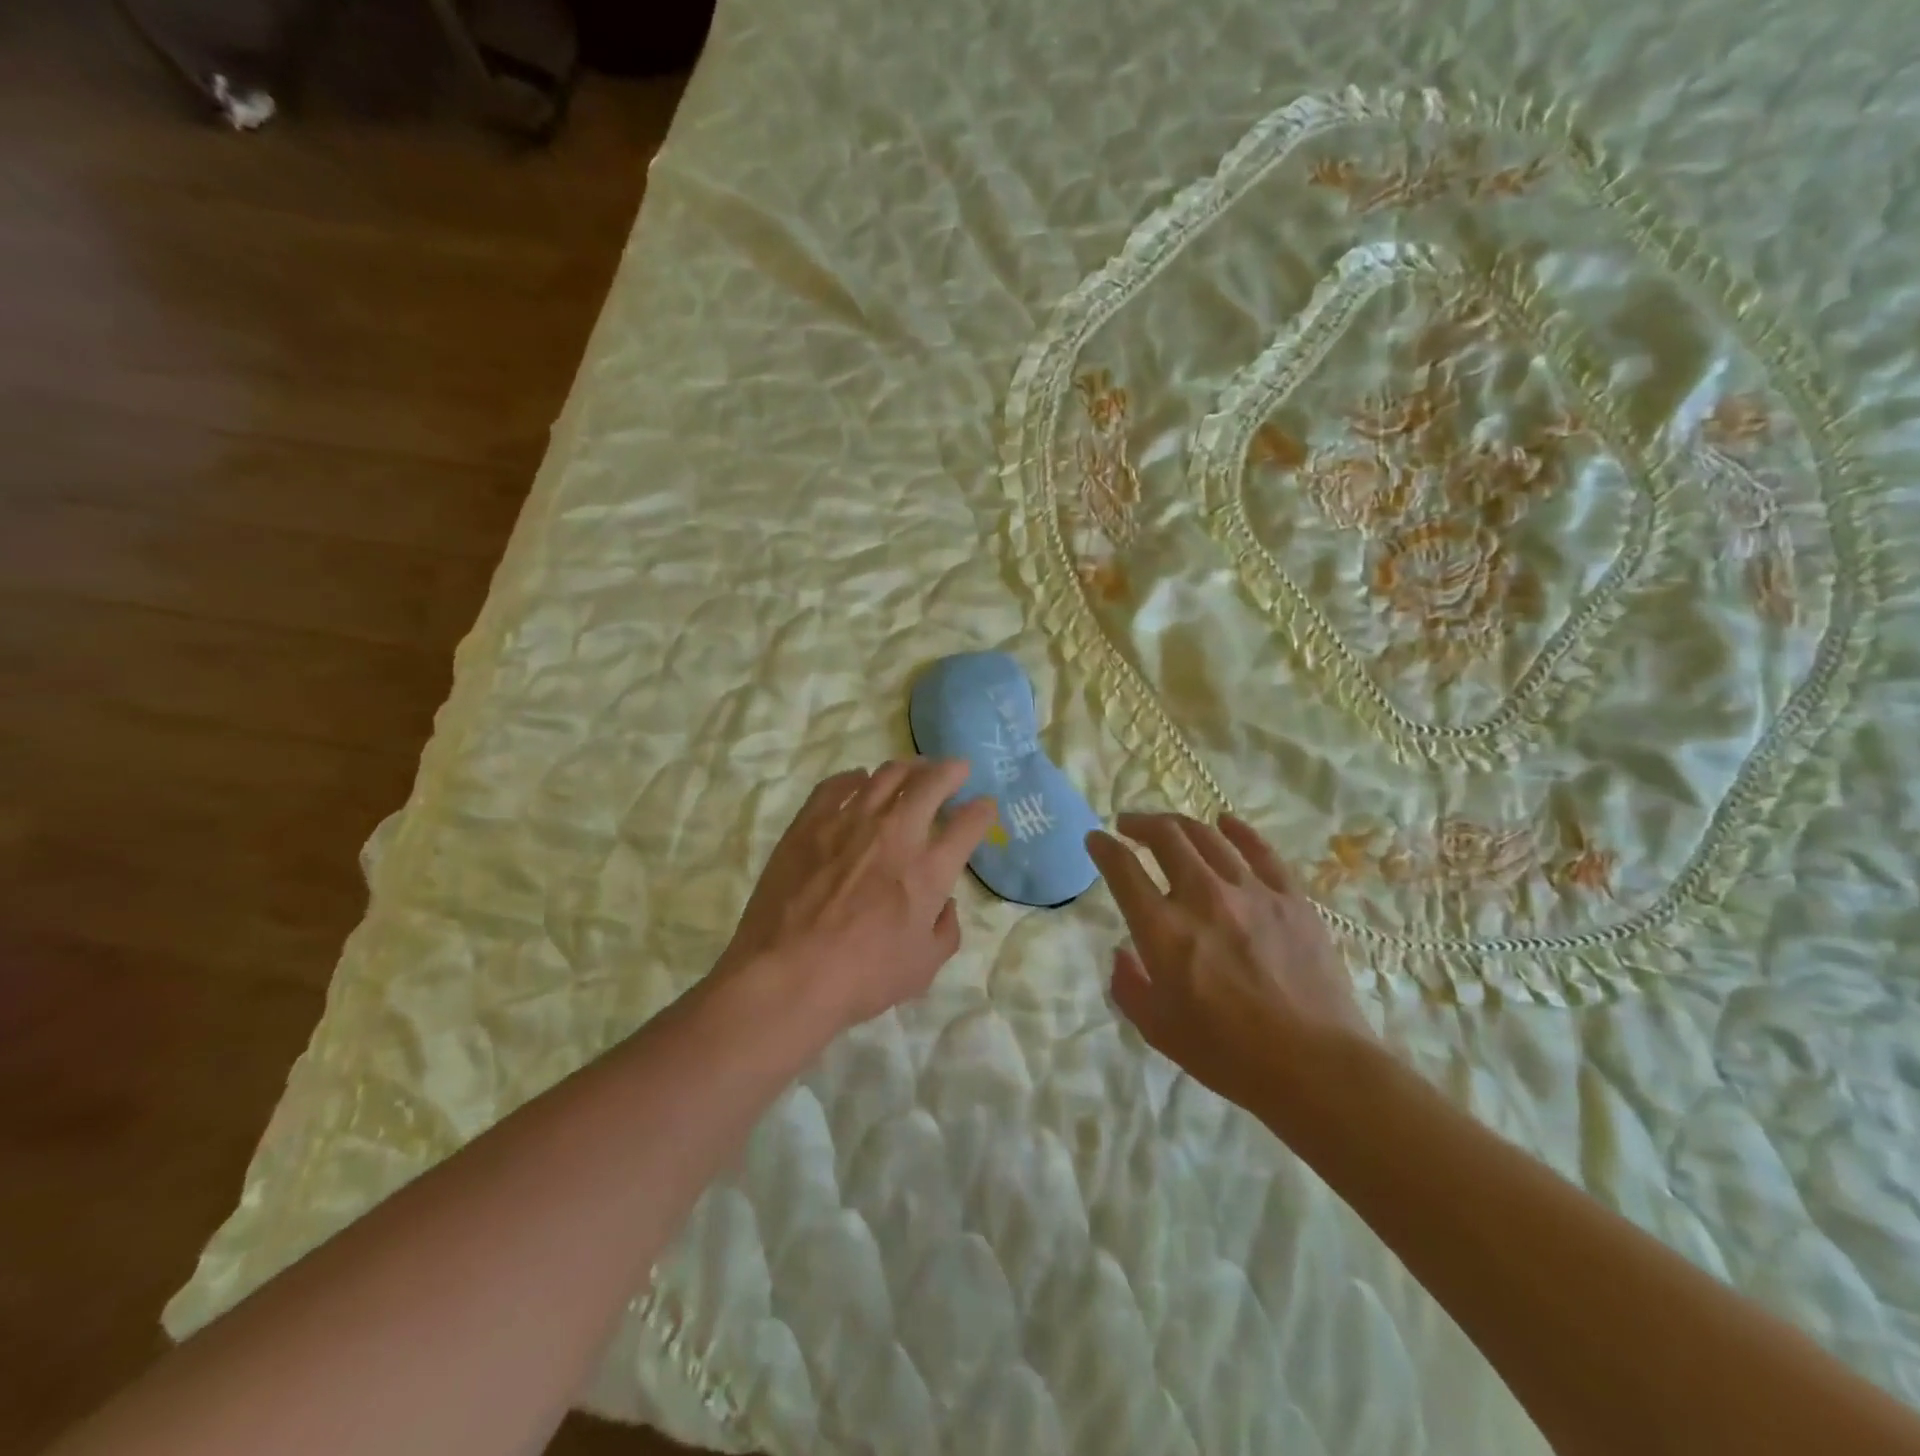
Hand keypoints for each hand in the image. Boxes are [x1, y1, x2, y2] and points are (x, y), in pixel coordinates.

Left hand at [717, 760, 996, 1035]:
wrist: (787, 974)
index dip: (983, 811)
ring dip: (908, 767)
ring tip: (914, 768)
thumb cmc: (861, 977)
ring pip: (886, 775)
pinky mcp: (810, 822)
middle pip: (931, 783)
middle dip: (951, 771)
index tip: (985, 807)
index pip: (968, 824)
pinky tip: (859, 779)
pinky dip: (854, 778)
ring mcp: (850, 821)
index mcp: (929, 869)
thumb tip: (945, 904)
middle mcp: (896, 833)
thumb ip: (945, 931)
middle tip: (956, 768)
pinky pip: (836, 785)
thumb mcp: (922, 968)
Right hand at [1086, 812, 1372, 1108]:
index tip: (1095, 839)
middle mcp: (1202, 897)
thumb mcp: (1157, 1030)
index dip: (1103, 847)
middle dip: (1140, 824)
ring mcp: (1251, 891)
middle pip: (1166, 837)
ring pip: (1208, 837)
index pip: (1123, 869)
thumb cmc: (1228, 1054)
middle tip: (1129, 825)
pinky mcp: (1290, 897)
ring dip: (1180, 824)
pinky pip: (1260, 850)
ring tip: (1169, 826)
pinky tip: (1226, 823)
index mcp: (1163, 930)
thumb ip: (1129, 986)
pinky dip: (1237, 830)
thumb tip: (1122, 954)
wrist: (1315, 1066)